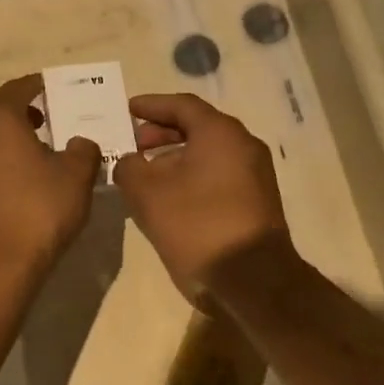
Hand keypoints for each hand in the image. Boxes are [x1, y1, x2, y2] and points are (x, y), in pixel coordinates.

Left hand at [0, 75, 99, 276]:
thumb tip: (80, 142)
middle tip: (36, 121)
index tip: (52, 88)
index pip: (16, 89)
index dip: (36, 85)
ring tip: (30, 151)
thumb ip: (83, 151)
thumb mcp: (76, 177)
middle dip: (6, 105)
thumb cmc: (38, 210)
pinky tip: (15, 177)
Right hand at [113, 94, 290, 302]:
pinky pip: (218, 173)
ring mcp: (254, 173)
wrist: (253, 279)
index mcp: (220, 133)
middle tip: (133, 145)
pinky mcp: (256, 199)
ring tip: (145, 174)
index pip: (181, 105)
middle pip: (197, 127)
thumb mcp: (148, 195)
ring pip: (208, 152)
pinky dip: (191, 174)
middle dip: (161, 133)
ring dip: (174, 157)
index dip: (151, 105)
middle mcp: (243, 145)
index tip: (126, 110)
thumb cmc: (197, 226)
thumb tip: (128, 162)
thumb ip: (129, 168)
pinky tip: (169, 196)